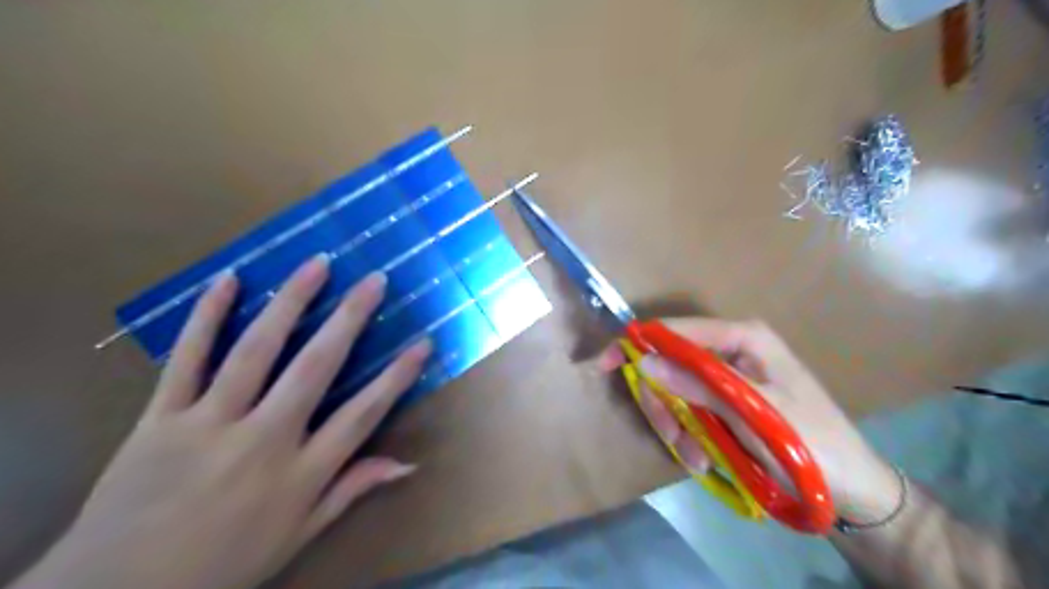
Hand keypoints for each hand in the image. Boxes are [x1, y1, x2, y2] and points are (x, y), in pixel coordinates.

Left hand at [11, 256, 428, 588]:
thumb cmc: (223, 565)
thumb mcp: (299, 536)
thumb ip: (352, 490)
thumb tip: (408, 465)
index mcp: (300, 474)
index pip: (362, 415)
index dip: (397, 377)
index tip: (422, 343)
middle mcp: (263, 440)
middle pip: (314, 368)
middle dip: (349, 319)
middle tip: (374, 281)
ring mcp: (209, 424)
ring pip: (255, 351)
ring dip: (290, 303)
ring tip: (316, 265)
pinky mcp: (159, 418)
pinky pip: (186, 359)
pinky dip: (206, 316)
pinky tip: (229, 280)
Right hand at [608, 317, 900, 523]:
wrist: (849, 490)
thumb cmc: (810, 443)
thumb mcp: (753, 413)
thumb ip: (699, 385)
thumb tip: (645, 362)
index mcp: (742, 337)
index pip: (677, 330)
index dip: (638, 343)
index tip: (604, 364)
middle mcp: (730, 350)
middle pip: (669, 363)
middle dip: (663, 402)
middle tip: (672, 437)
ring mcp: (725, 377)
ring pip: (674, 391)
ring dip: (676, 426)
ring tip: (695, 458)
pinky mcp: (724, 402)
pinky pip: (688, 410)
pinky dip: (688, 435)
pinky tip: (703, 460)